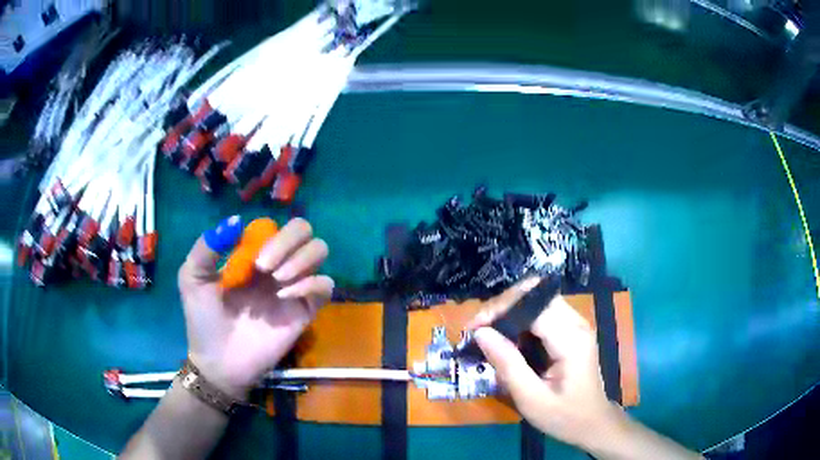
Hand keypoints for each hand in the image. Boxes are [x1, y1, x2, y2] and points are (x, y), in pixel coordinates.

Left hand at [178, 218, 333, 398]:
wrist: (219, 361)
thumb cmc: (203, 319)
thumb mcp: (192, 277)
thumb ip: (208, 246)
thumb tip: (237, 220)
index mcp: (251, 255)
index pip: (274, 225)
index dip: (267, 233)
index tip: (250, 257)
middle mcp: (276, 266)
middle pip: (303, 231)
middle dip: (288, 241)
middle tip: (265, 267)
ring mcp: (292, 288)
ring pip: (319, 251)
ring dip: (301, 259)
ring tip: (278, 281)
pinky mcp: (305, 311)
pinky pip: (326, 285)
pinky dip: (311, 283)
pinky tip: (288, 296)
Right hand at [470, 279, 622, 448]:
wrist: (593, 423)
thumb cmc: (564, 416)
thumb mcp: (531, 398)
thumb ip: (507, 365)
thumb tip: (480, 333)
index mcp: (571, 339)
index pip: (533, 305)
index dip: (500, 310)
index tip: (473, 329)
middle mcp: (576, 323)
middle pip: (536, 293)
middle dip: (503, 305)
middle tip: (478, 329)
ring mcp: (576, 324)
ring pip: (538, 299)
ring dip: (510, 310)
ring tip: (487, 333)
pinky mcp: (572, 330)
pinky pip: (542, 312)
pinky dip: (520, 319)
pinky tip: (507, 338)